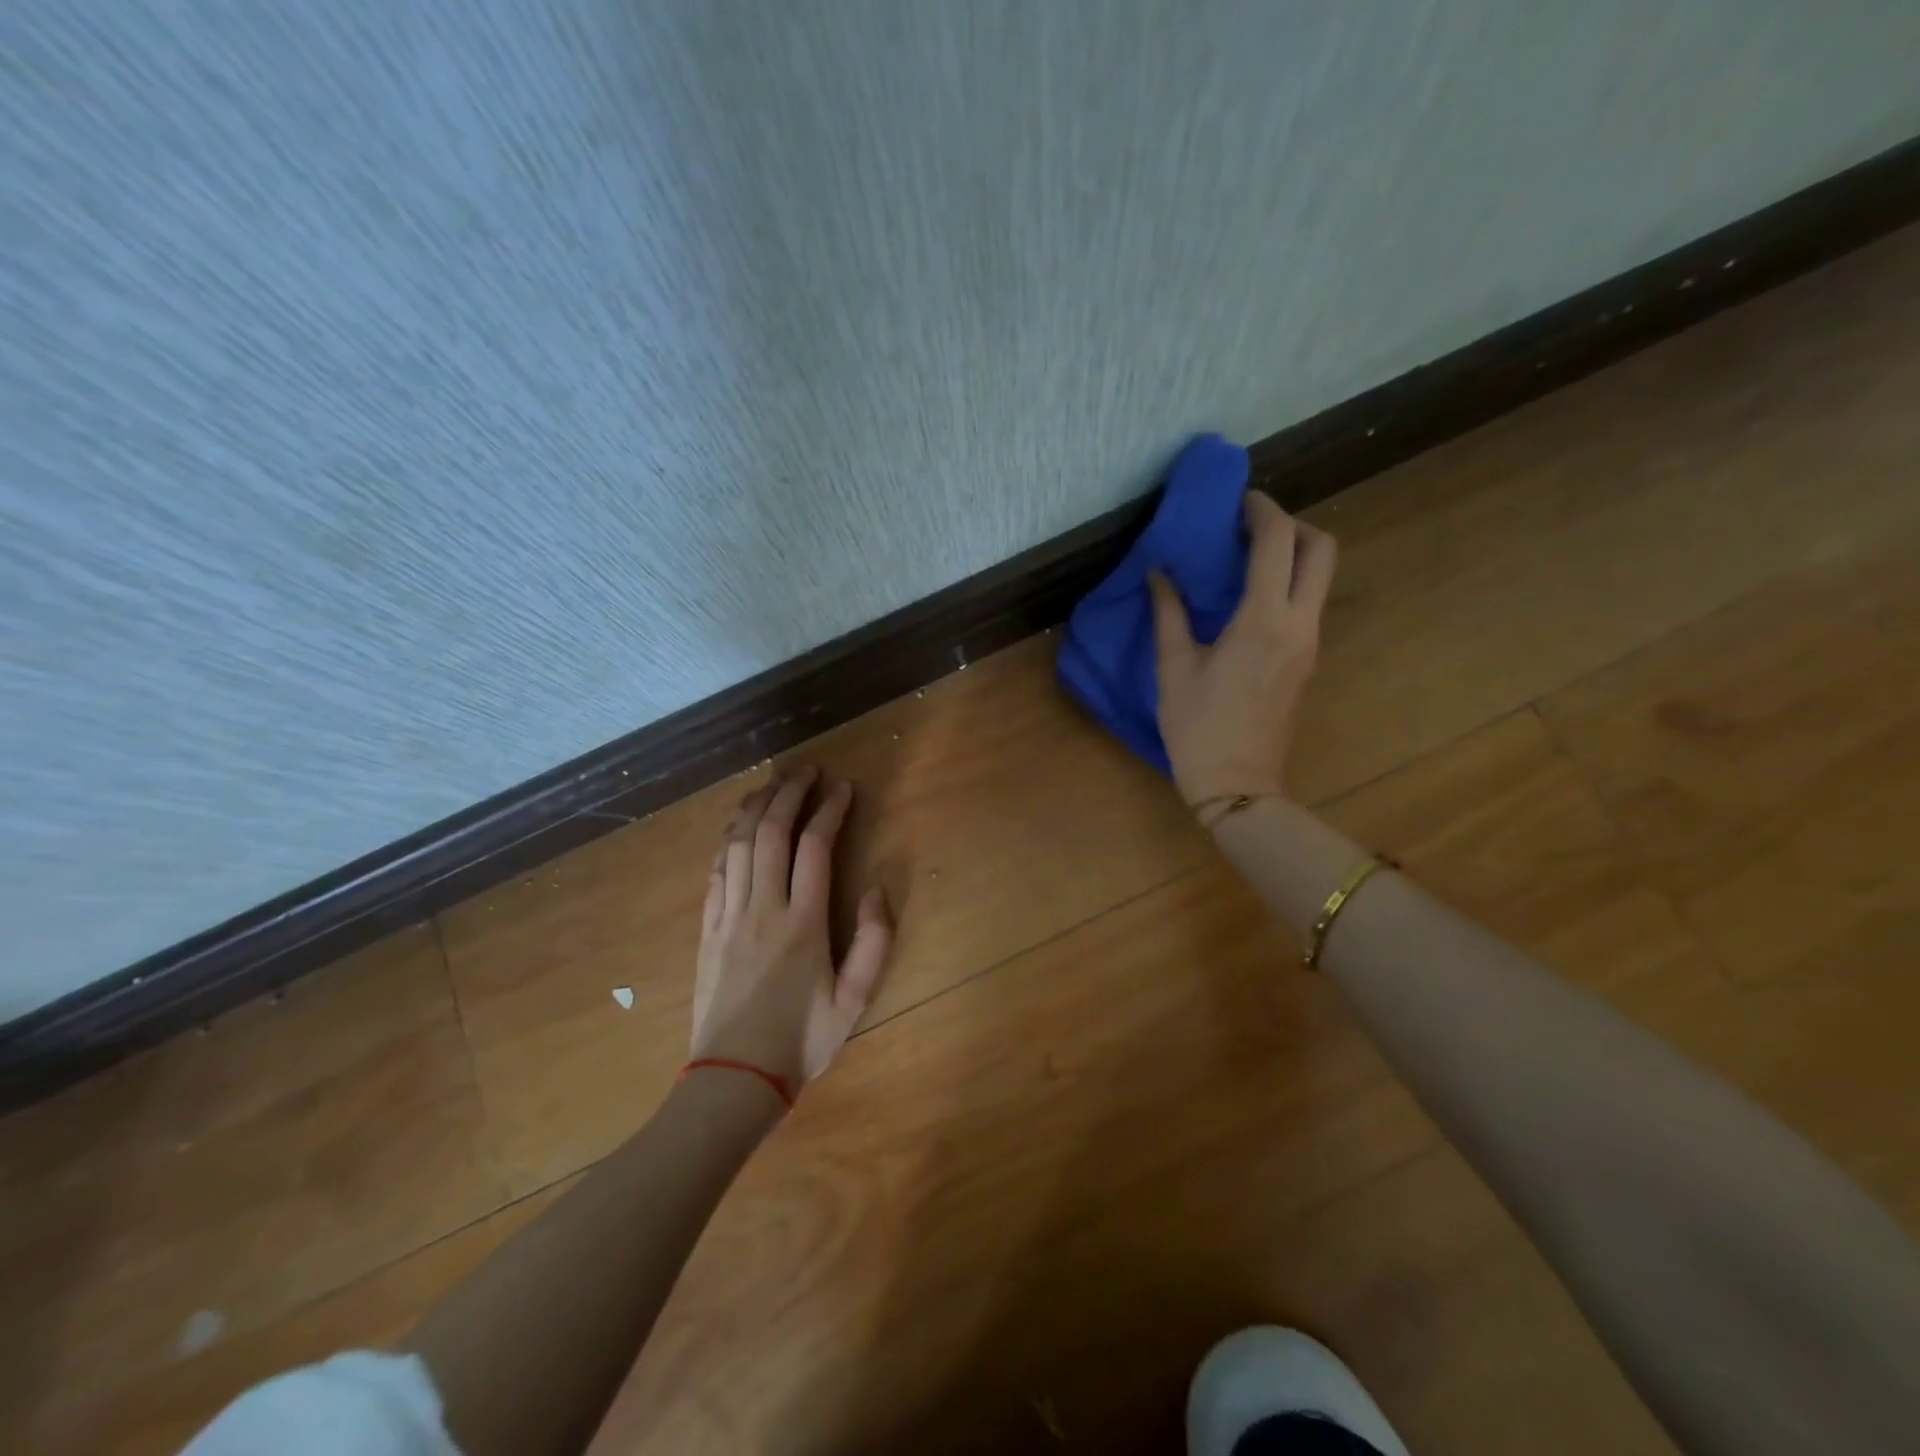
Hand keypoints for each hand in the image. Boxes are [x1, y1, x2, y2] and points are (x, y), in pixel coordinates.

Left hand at [690, 765, 894, 1092]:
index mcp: (803, 923)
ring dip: (755, 807)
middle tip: (806, 770)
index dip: (830, 811)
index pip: (815, 847)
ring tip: (771, 784)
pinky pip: (716, 872)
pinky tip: (737, 827)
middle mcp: (763, 908)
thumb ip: (873, 942)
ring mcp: (729, 916)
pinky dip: (728, 840)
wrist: (734, 1078)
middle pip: (772, 833)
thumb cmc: (801, 1041)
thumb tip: (874, 890)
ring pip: (739, 845)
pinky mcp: (708, 929)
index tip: (844, 788)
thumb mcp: (855, 1000)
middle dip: (790, 793)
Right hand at [1148, 492, 1335, 808]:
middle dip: (1292, 525)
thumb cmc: (1198, 728)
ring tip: (1244, 558)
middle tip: (1249, 527)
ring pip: (1320, 576)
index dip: (1261, 510)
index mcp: (1263, 622)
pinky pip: (1307, 602)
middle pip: (1321, 549)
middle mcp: (1299, 624)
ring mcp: (1309, 643)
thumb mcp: (1174, 669)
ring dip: (1292, 554)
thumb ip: (1169, 614)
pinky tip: (1248, 596)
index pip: (1277, 542)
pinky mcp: (1306, 660)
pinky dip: (1287, 582)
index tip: (1236, 502)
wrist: (1238, 785)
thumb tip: (1159, 574)